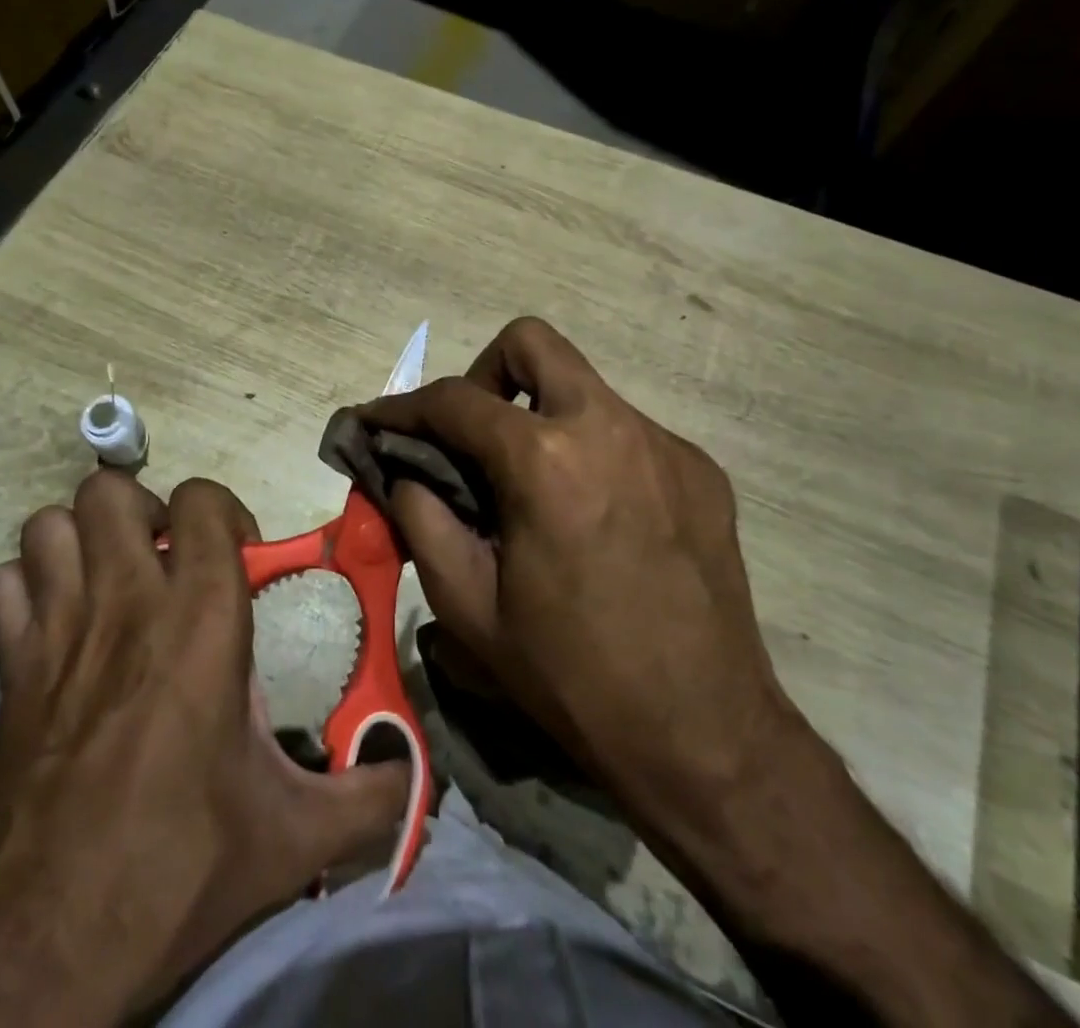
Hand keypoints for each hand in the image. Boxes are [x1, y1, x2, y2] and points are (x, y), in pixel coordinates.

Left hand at [0, 472, 407, 1027]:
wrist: (42, 955)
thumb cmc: (177, 870)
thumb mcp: (294, 838)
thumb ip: (370, 798)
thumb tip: (420, 778)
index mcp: (200, 621)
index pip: (201, 501)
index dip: (222, 511)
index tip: (238, 554)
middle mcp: (124, 606)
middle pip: (110, 492)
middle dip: (142, 511)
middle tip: (166, 559)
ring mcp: (56, 634)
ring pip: (50, 525)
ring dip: (82, 539)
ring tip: (112, 580)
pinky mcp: (7, 673)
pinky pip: (4, 586)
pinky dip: (28, 587)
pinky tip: (55, 624)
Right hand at [359, 317, 795, 825]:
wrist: (705, 736)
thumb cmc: (573, 678)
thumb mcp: (469, 607)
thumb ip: (422, 519)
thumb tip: (403, 472)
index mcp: (546, 460)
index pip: (455, 400)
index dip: (402, 407)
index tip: (374, 422)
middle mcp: (610, 427)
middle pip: (531, 343)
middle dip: (484, 375)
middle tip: (471, 437)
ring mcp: (664, 443)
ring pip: (583, 388)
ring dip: (542, 418)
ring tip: (532, 489)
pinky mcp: (700, 469)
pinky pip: (627, 433)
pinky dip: (591, 453)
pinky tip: (593, 518)